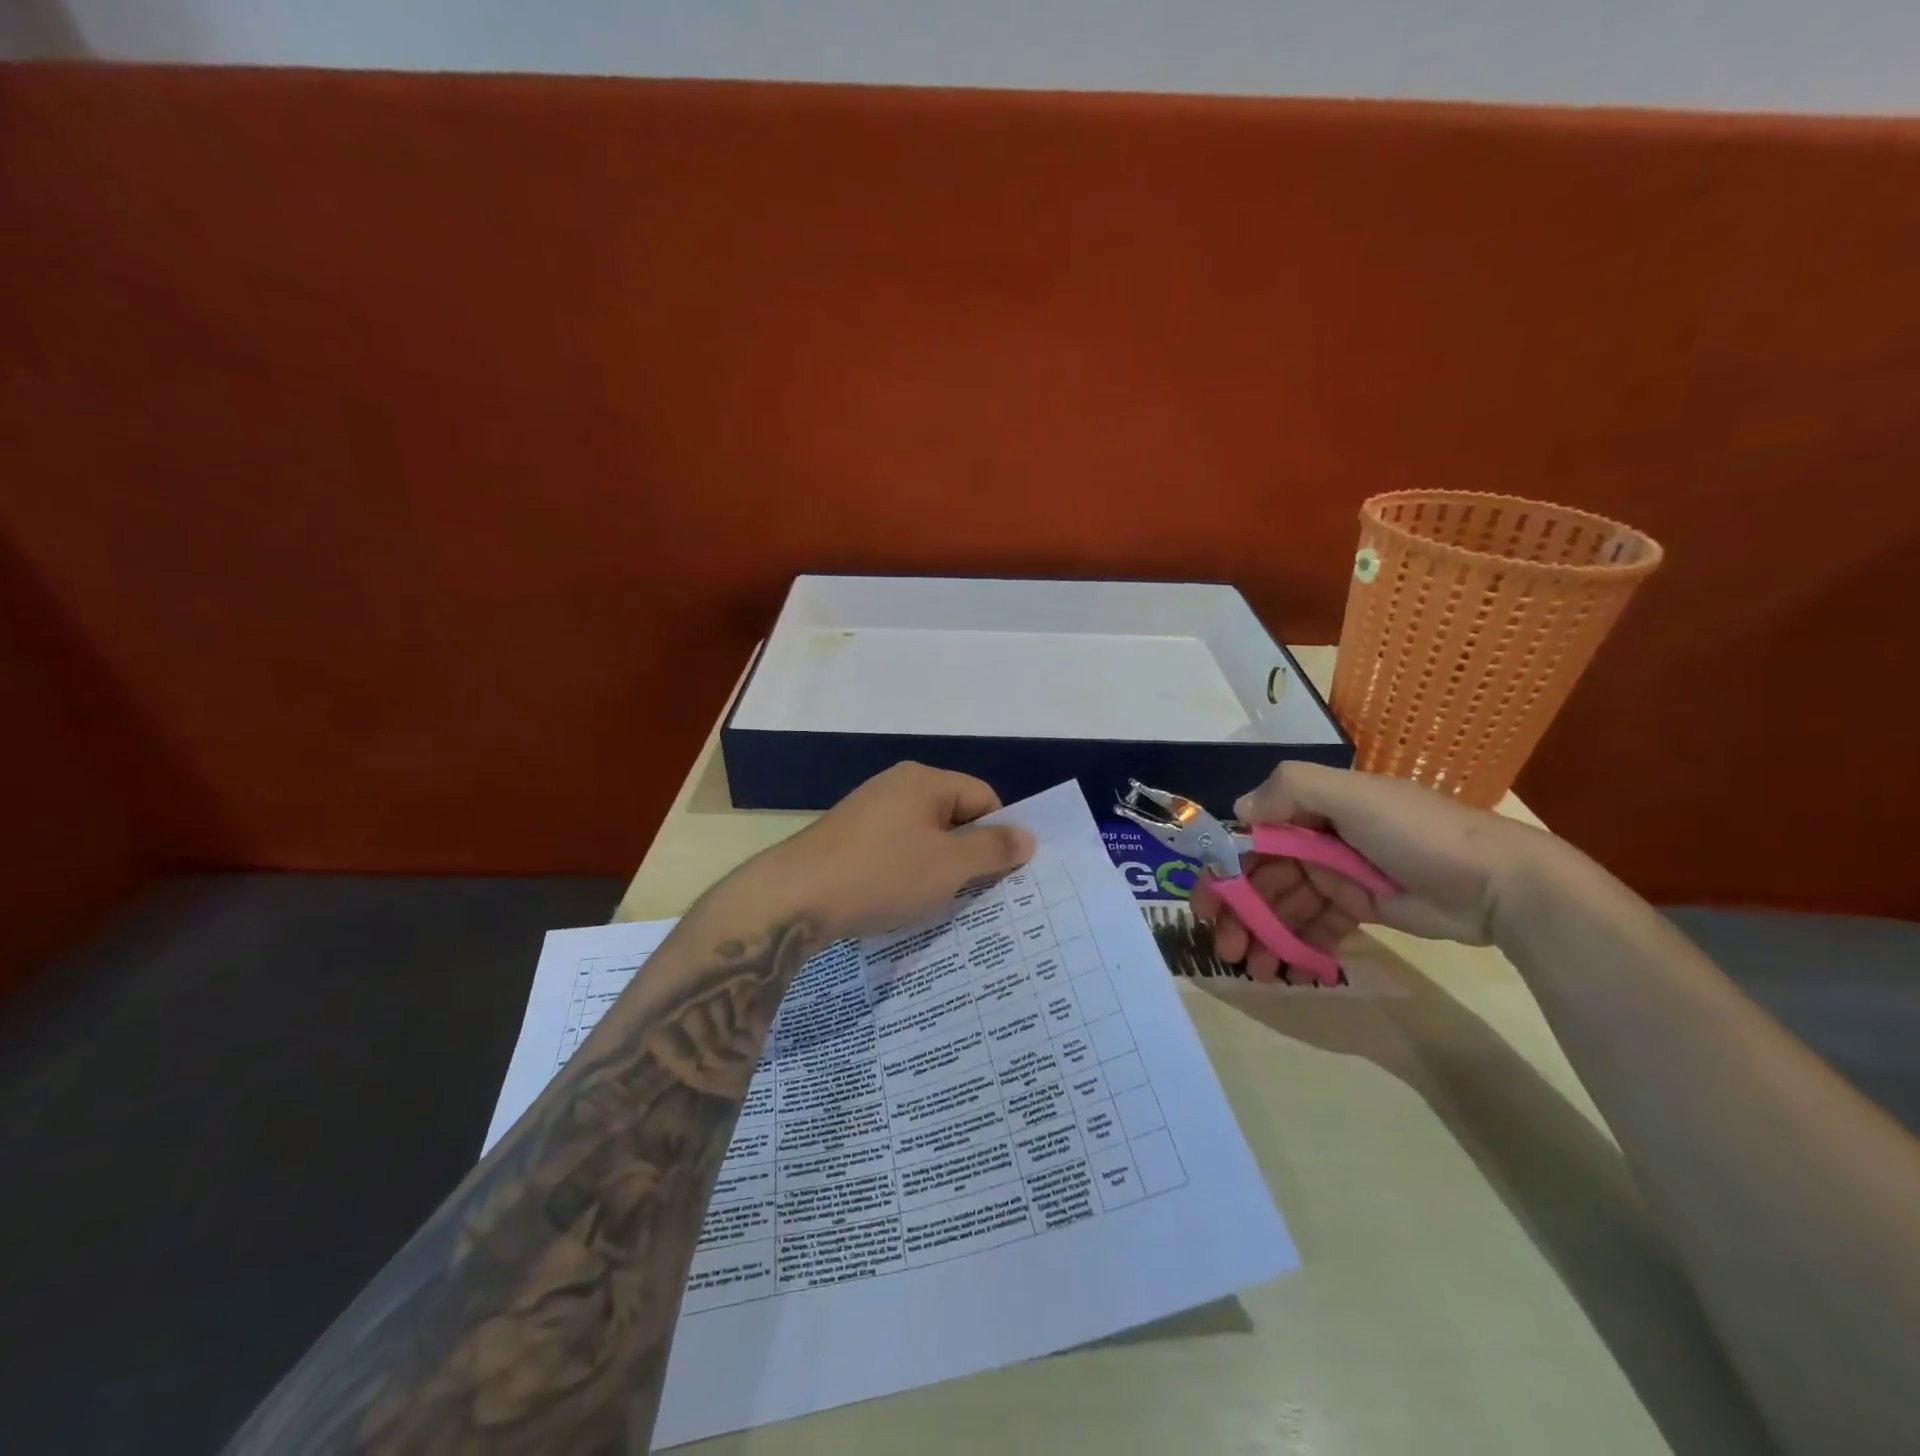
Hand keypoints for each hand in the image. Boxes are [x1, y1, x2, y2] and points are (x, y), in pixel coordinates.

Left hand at [750, 762, 1036, 940]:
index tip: (1002, 875)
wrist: (794, 898)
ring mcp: (867, 813)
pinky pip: (894, 852)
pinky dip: (906, 874)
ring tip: (942, 904)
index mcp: (923, 781)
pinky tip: (903, 902)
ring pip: (923, 838)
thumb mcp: (948, 865)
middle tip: (979, 894)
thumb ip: (993, 849)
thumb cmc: (882, 874)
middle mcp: (895, 787)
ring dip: (938, 869)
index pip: (983, 798)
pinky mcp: (847, 840)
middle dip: (968, 855)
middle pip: (953, 816)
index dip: (999, 834)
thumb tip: (1028, 836)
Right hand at [1193, 761, 1545, 980]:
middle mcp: (1317, 838)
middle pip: (1263, 877)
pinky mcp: (1359, 908)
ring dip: (1264, 935)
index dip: (1224, 869)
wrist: (1499, 883)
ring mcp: (1338, 875)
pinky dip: (1298, 945)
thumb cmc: (1417, 832)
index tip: (1206, 903)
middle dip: (1240, 912)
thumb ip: (1290, 790)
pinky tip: (1287, 968)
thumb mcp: (1352, 794)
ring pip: (1285, 906)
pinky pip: (1316, 926)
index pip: (1251, 837)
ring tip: (1255, 970)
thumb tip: (1239, 811)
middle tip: (1225, 947)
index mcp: (1310, 808)